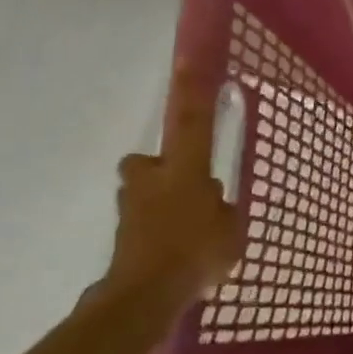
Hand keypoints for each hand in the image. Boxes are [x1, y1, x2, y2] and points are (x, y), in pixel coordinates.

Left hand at [102, 63, 244, 306]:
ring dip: (157, 203)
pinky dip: (155, 233)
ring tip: (184, 232)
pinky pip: (142, 224)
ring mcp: (131, 207)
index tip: (186, 59)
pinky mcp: (122, 235)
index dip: (190, 91)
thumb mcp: (231, 228)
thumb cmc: (197, 252)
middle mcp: (151, 180)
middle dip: (159, 170)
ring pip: (142, 193)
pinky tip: (175, 256)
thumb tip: (212, 202)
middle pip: (147, 162)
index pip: (190, 121)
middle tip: (184, 189)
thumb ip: (222, 209)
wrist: (146, 294)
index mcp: (183, 170)